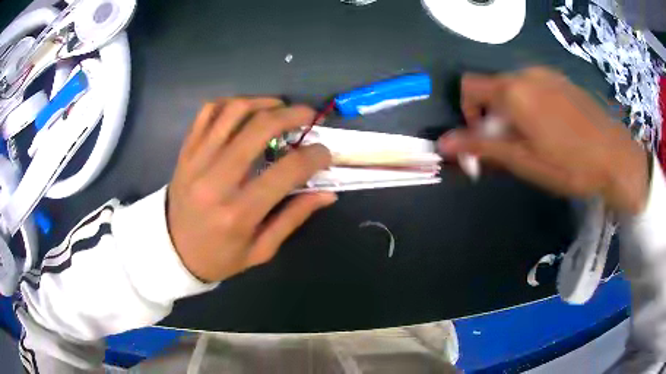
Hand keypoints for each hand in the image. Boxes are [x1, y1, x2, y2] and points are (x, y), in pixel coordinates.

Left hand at [167, 98, 335, 282]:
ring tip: (279, 107)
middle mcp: (215, 180)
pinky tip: (245, 110)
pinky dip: (230, 103)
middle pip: (259, 128)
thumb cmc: (218, 257)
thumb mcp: (260, 250)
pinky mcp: (185, 151)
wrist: (171, 251)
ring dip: (262, 102)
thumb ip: (293, 218)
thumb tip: (327, 193)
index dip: (314, 156)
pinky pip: (207, 112)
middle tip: (308, 116)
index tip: (324, 153)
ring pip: (232, 111)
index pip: (287, 170)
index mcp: (239, 212)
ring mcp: (196, 160)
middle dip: (292, 115)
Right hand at [438, 67, 648, 214]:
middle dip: (493, 116)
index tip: (484, 138)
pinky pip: (534, 86)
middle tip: (513, 147)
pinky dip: (531, 105)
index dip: (467, 112)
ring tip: (535, 140)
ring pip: (514, 87)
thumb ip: (482, 148)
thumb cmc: (570, 164)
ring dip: (513, 111)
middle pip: (492, 88)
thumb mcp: (524, 161)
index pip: (469, 87)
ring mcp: (546, 74)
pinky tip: (552, 129)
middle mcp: (526, 74)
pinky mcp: (561, 80)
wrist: (616, 157)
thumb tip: (444, 144)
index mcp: (513, 91)